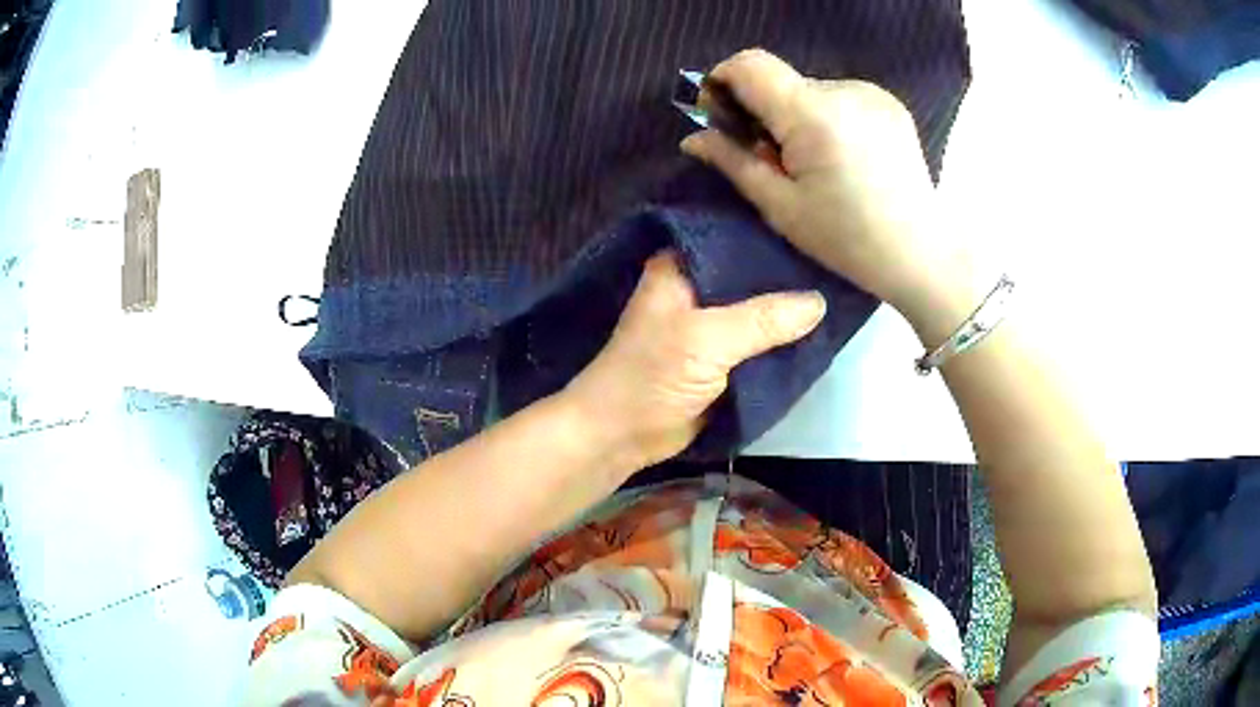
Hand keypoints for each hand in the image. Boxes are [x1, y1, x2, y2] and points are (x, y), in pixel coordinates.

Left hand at [564, 251, 825, 470]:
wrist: (622, 436)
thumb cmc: (651, 376)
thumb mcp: (707, 340)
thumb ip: (763, 320)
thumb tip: (819, 302)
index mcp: (682, 267)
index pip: (736, 240)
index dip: (774, 240)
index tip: (817, 236)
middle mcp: (697, 288)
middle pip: (752, 277)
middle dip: (789, 279)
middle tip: (835, 268)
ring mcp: (710, 325)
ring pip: (759, 312)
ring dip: (789, 313)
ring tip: (837, 295)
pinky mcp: (720, 358)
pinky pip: (759, 343)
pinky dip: (782, 342)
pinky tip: (818, 332)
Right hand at [681, 49, 974, 325]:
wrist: (921, 253)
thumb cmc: (848, 240)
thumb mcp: (781, 207)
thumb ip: (733, 162)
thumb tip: (693, 137)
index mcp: (813, 115)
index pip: (750, 64)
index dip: (722, 80)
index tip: (719, 114)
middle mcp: (844, 90)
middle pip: (780, 81)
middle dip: (764, 111)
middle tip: (774, 159)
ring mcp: (871, 93)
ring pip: (809, 90)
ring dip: (797, 116)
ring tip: (815, 163)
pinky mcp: (889, 102)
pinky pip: (838, 97)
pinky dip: (826, 118)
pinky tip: (843, 155)